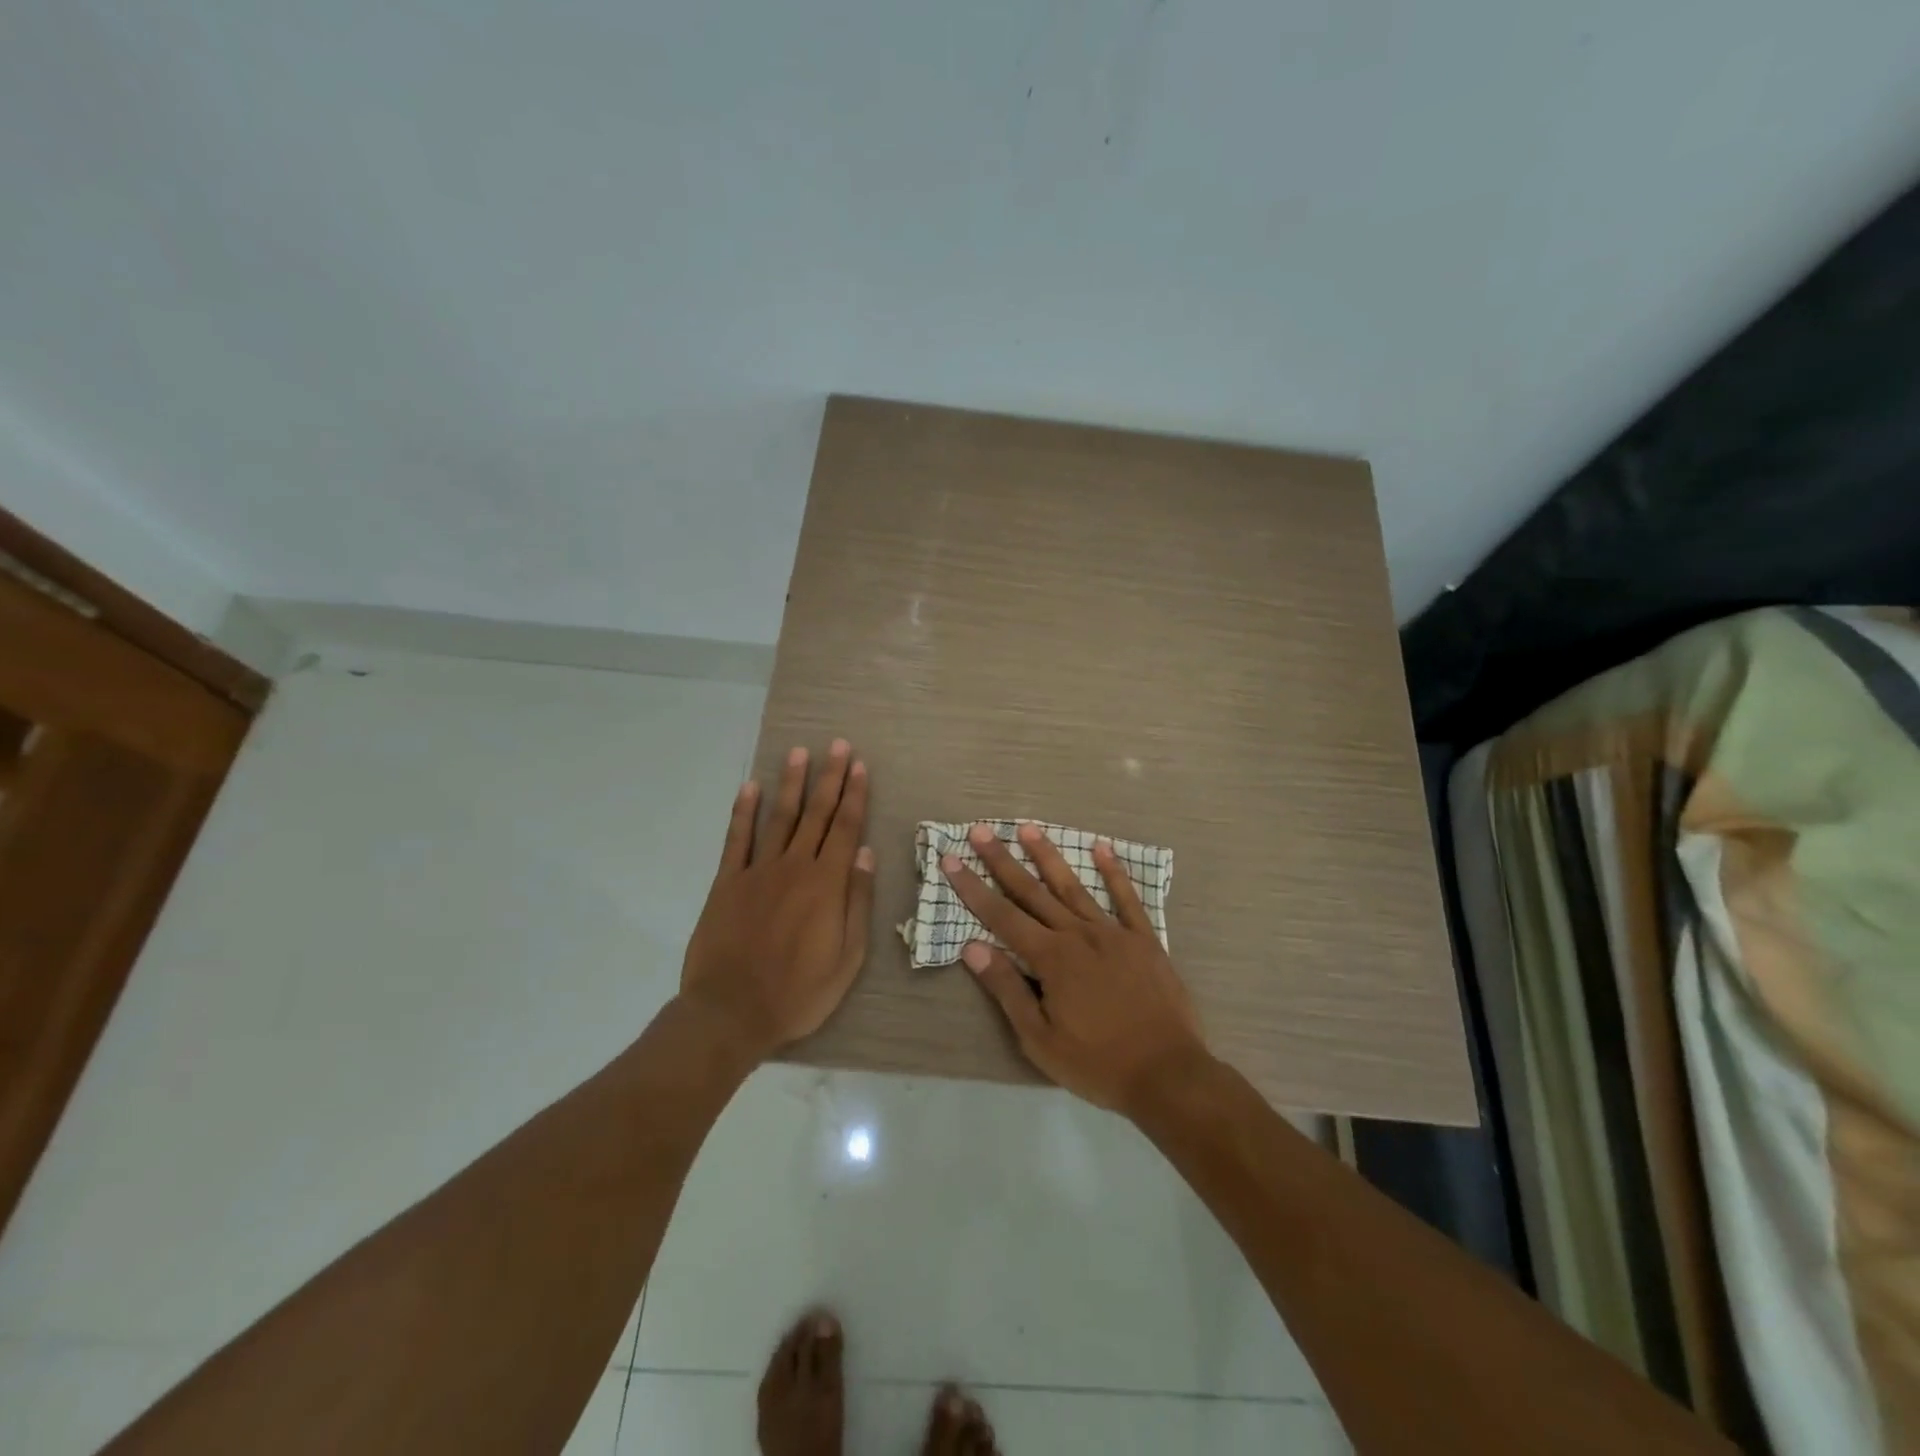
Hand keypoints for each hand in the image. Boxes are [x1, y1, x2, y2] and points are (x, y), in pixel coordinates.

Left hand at [680, 740, 874, 1059]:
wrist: (731, 1012)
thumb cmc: (798, 993)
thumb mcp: (847, 958)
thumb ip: (856, 902)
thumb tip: (865, 854)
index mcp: (826, 885)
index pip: (845, 829)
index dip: (854, 795)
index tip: (859, 766)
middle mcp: (794, 867)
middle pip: (815, 814)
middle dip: (829, 778)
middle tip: (837, 745)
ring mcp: (757, 871)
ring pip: (779, 818)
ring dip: (791, 783)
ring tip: (799, 753)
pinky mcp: (727, 882)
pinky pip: (737, 839)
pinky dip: (743, 811)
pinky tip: (750, 787)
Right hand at [942, 823, 1211, 1115]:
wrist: (1168, 1074)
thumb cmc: (1097, 1063)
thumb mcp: (1040, 1039)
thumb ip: (1007, 989)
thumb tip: (972, 948)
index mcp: (1051, 958)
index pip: (1002, 916)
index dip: (973, 888)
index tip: (951, 860)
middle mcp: (1078, 934)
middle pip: (1033, 892)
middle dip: (1003, 860)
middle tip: (981, 831)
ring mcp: (1114, 933)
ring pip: (1073, 886)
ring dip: (1048, 856)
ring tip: (1028, 828)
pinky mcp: (1144, 940)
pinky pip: (1127, 899)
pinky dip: (1114, 872)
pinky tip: (1103, 847)